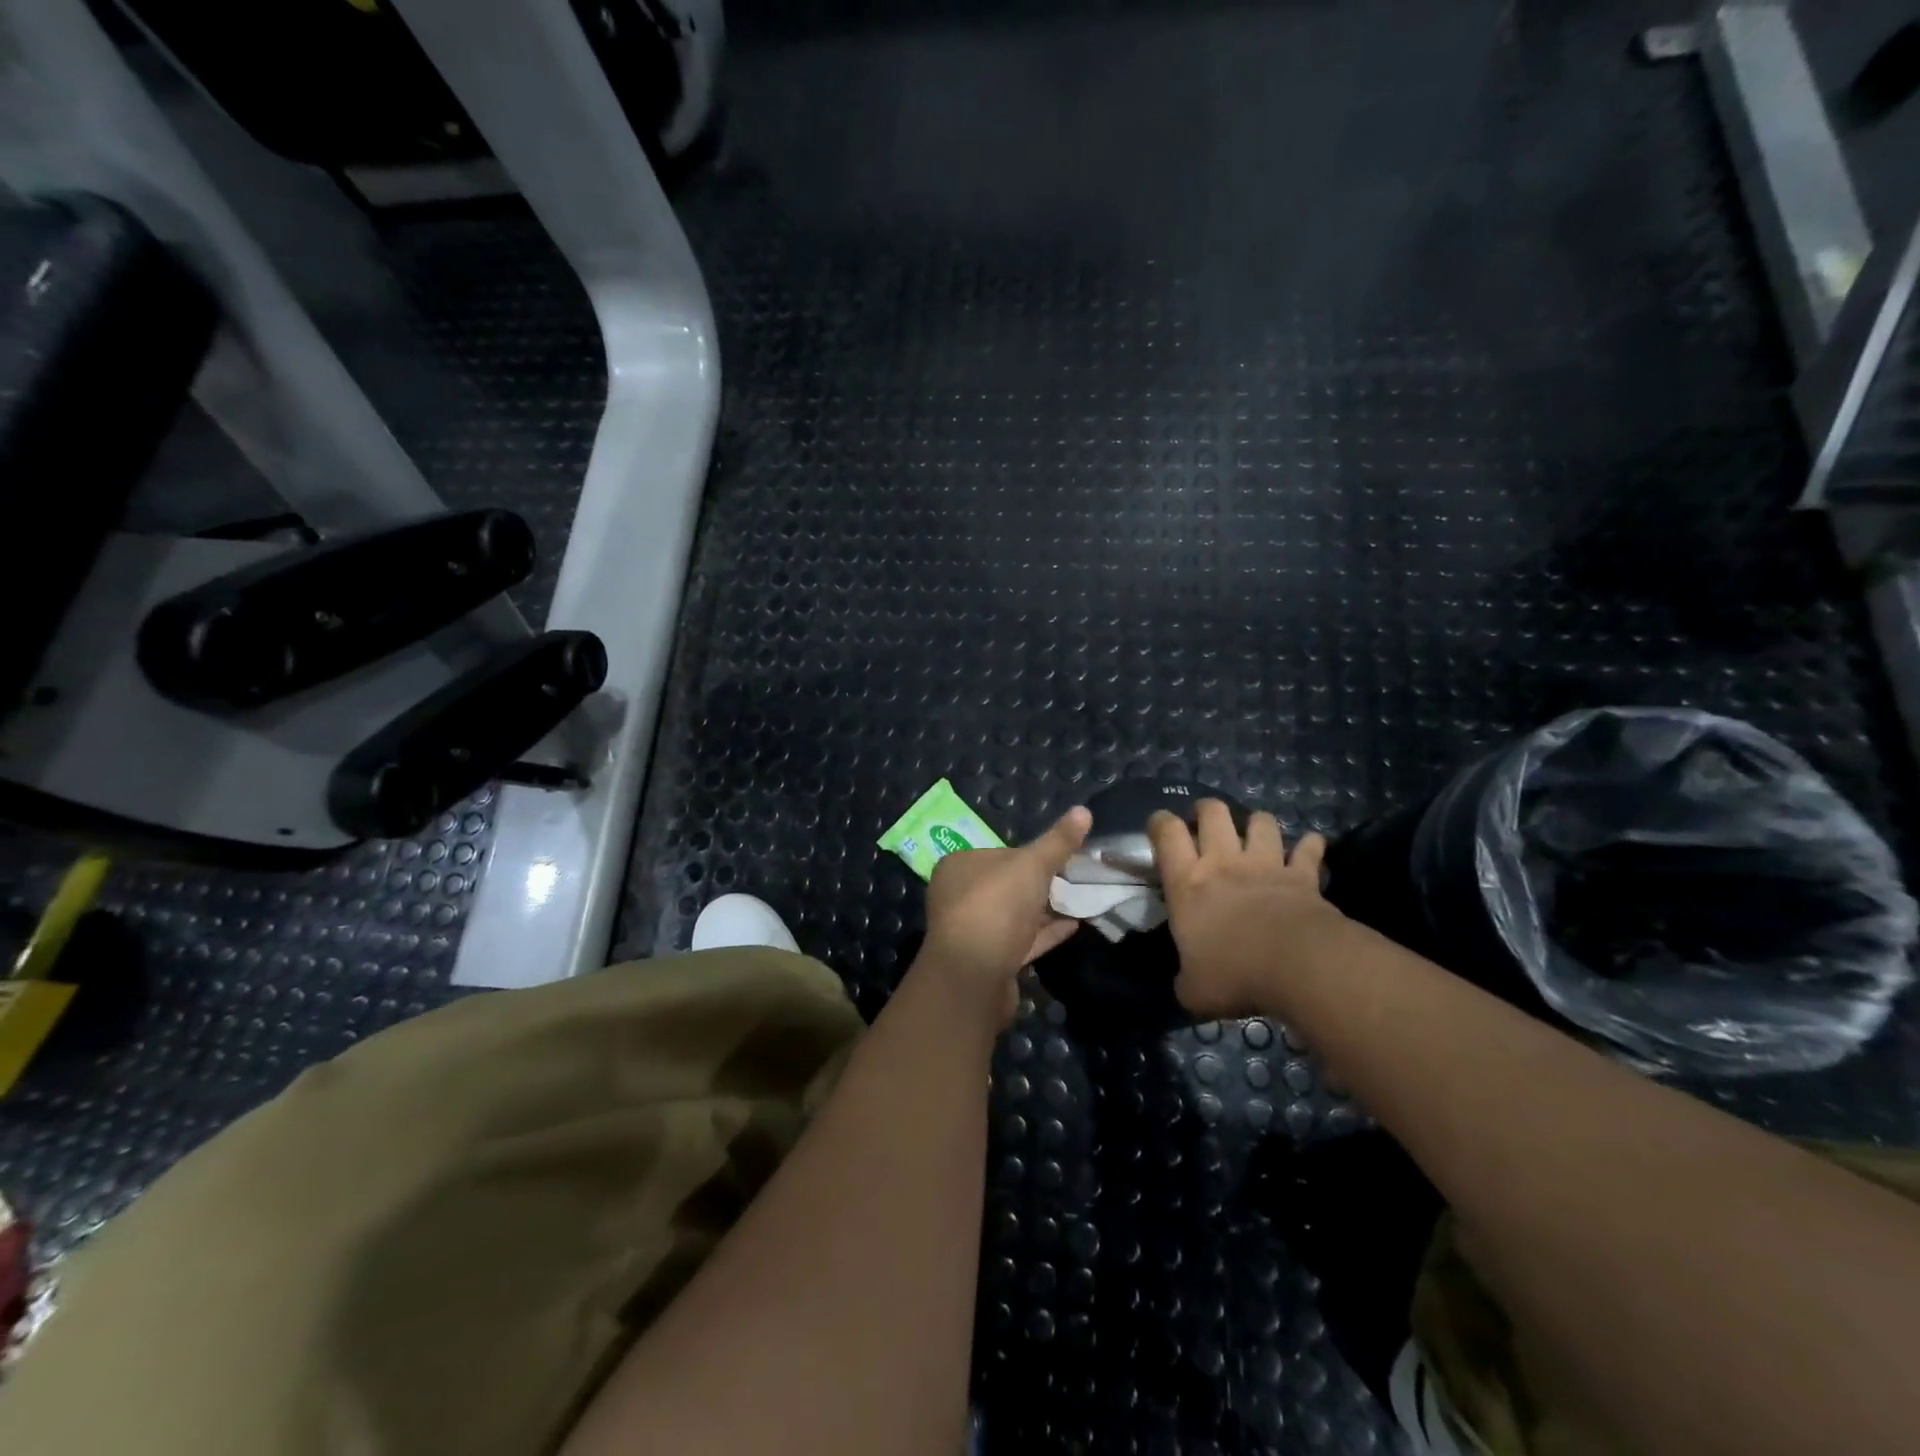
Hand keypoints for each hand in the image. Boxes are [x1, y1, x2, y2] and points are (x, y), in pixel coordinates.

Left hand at [920, 806, 1091, 1026]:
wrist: (974, 976)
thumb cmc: (997, 906)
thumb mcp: (1032, 865)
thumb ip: (1058, 841)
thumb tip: (1084, 810)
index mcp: (959, 866)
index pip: (998, 853)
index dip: (1029, 855)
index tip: (1060, 857)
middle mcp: (958, 897)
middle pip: (1006, 885)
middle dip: (1038, 884)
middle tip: (1075, 879)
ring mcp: (972, 932)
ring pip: (1013, 915)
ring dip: (1043, 911)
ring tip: (1080, 901)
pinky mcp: (987, 962)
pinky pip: (1020, 941)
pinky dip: (1044, 934)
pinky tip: (1073, 927)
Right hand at [1148, 801, 1342, 1019]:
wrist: (1299, 966)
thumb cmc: (1235, 973)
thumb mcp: (1194, 990)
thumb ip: (1186, 980)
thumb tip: (1186, 985)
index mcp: (1188, 883)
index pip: (1166, 833)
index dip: (1160, 822)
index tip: (1159, 826)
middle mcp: (1224, 862)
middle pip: (1213, 812)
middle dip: (1207, 810)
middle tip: (1205, 823)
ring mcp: (1266, 864)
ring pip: (1260, 821)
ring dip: (1256, 823)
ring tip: (1255, 834)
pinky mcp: (1303, 876)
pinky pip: (1309, 849)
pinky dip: (1309, 846)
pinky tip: (1309, 848)